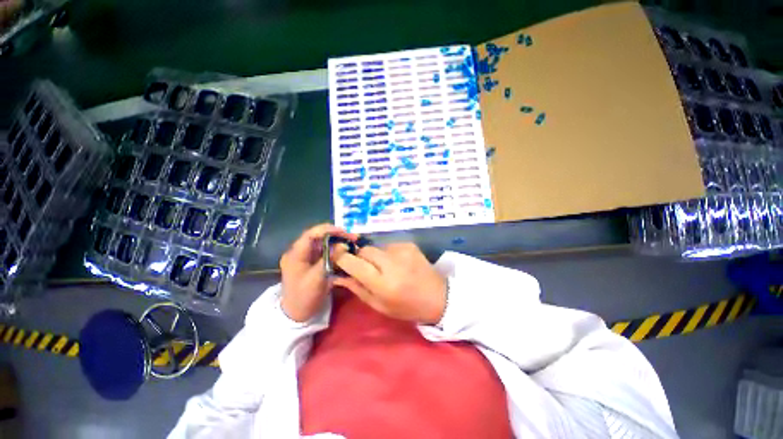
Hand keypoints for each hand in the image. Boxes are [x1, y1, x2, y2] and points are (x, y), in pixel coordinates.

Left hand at [279, 224, 356, 321]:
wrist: (296, 314)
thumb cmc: (304, 297)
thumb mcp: (317, 279)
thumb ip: (330, 259)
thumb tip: (344, 244)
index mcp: (296, 254)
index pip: (311, 234)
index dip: (327, 230)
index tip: (344, 232)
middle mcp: (300, 252)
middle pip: (318, 237)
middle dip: (336, 235)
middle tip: (353, 237)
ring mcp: (306, 257)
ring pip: (323, 243)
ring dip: (337, 241)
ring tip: (352, 242)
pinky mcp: (312, 262)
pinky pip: (325, 251)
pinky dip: (336, 249)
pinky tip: (346, 251)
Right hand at [332, 242, 446, 324]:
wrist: (438, 296)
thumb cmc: (407, 307)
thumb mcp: (379, 305)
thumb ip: (357, 288)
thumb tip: (338, 275)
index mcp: (383, 283)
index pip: (354, 263)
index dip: (342, 258)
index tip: (337, 257)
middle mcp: (391, 263)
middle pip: (364, 250)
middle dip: (360, 257)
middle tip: (366, 268)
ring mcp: (402, 251)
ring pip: (377, 247)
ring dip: (375, 256)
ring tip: (386, 268)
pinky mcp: (409, 245)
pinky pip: (389, 246)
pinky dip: (388, 254)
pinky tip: (398, 264)